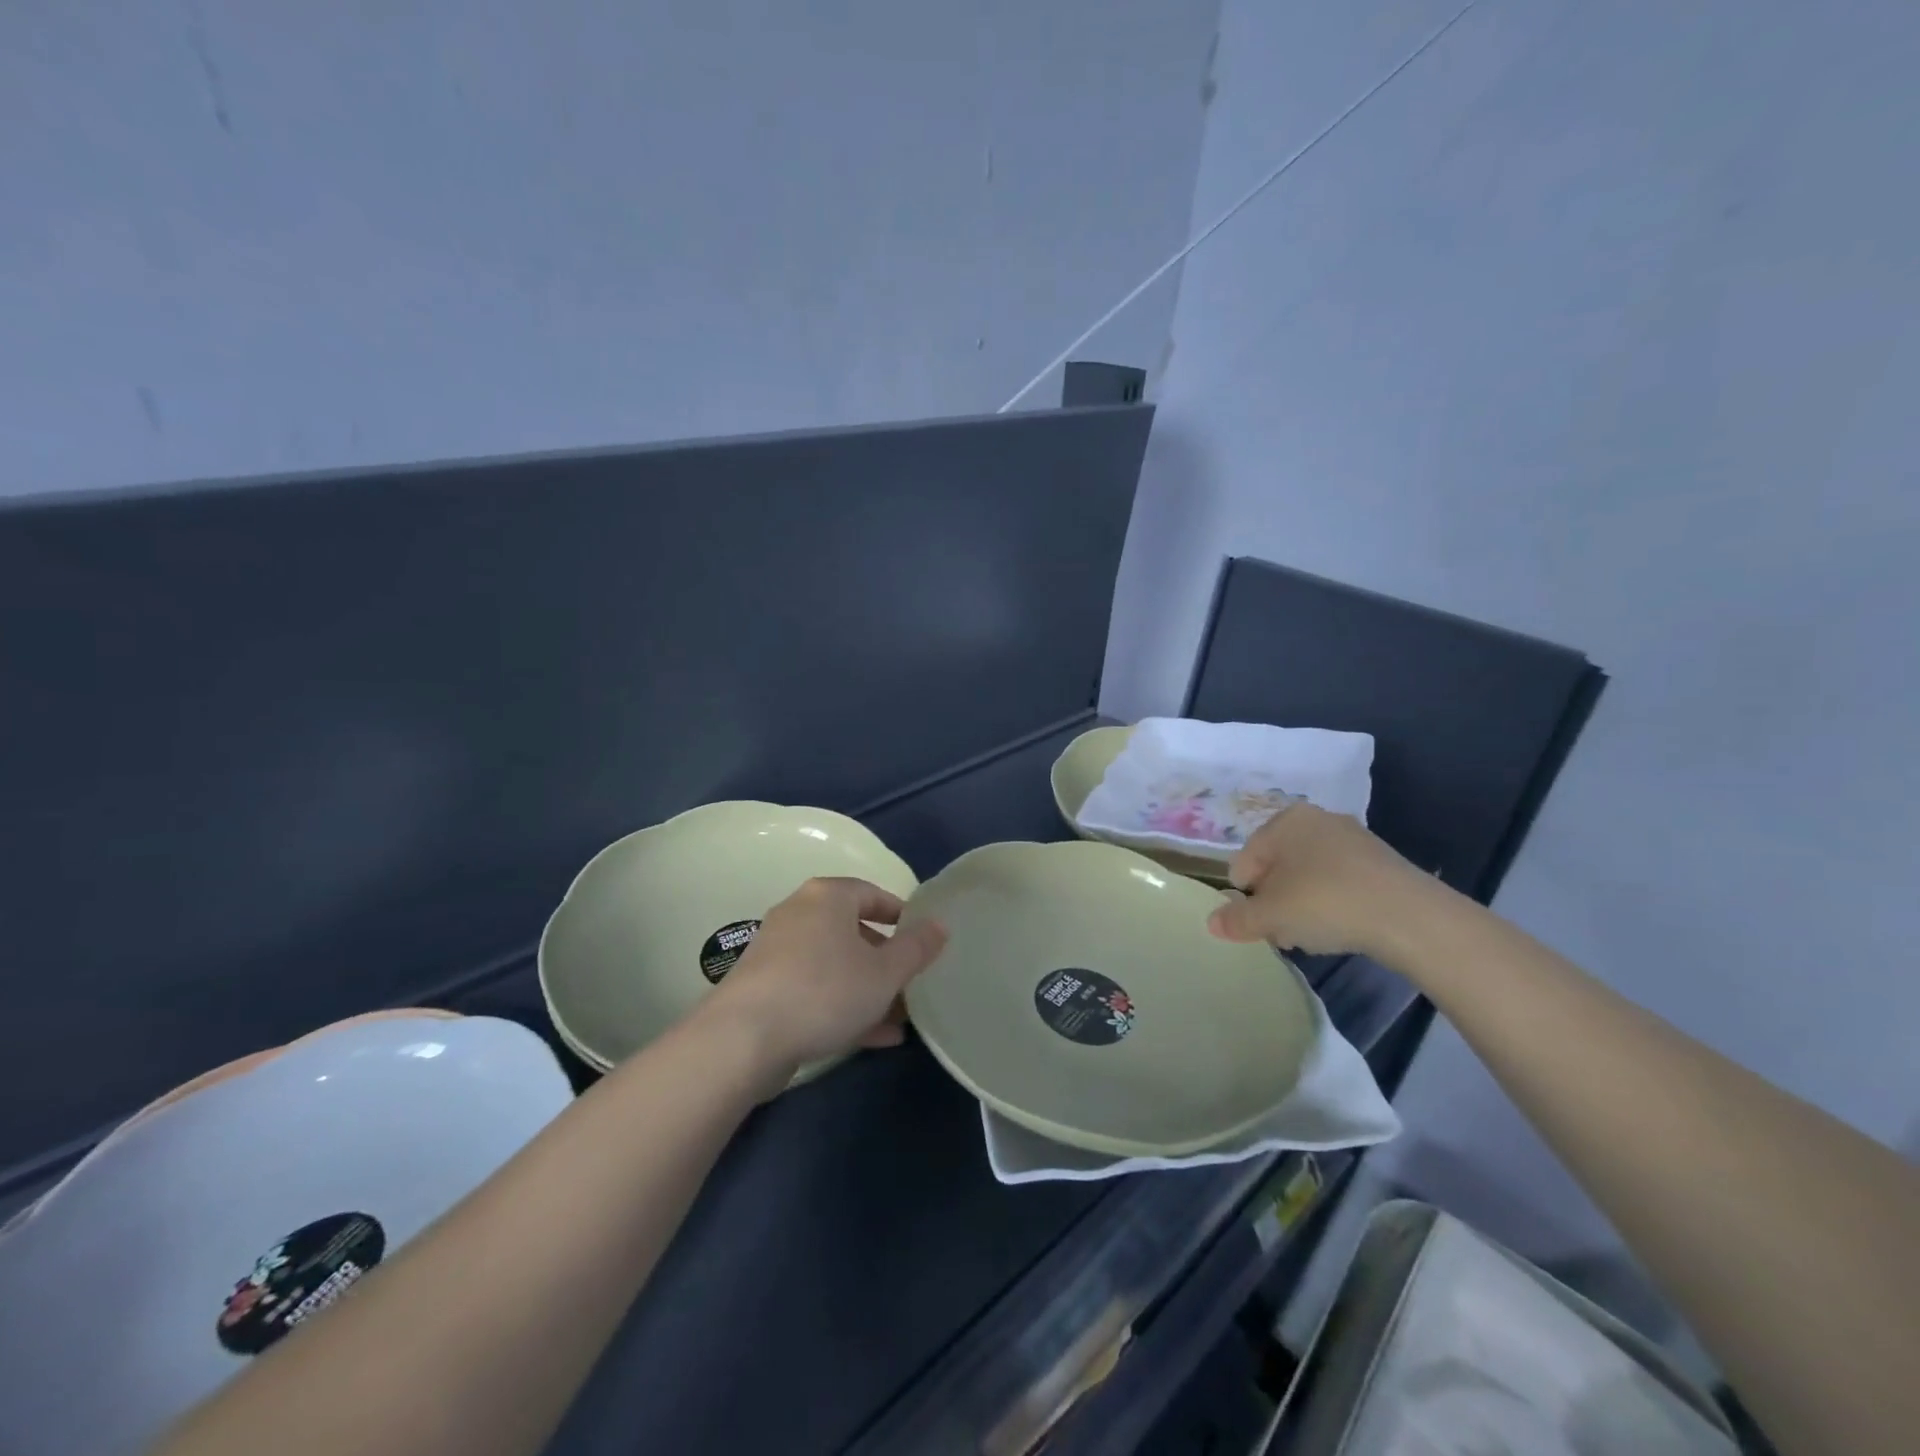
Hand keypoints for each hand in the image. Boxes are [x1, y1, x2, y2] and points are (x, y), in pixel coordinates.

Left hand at [700, 877, 948, 1077]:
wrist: (743, 1038)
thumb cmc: (825, 991)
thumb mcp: (884, 973)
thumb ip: (916, 948)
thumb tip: (940, 925)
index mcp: (828, 897)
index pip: (872, 893)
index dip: (902, 916)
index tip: (922, 940)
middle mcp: (799, 914)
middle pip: (853, 932)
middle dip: (885, 962)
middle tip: (911, 985)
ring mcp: (777, 952)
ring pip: (835, 966)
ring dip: (867, 990)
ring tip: (898, 1021)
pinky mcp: (764, 988)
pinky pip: (814, 989)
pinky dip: (841, 1006)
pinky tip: (872, 1039)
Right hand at [1204, 801, 1443, 958]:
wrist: (1410, 916)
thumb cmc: (1325, 902)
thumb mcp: (1271, 916)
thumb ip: (1237, 919)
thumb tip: (1212, 923)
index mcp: (1285, 821)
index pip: (1246, 860)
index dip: (1245, 895)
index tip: (1259, 923)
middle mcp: (1317, 820)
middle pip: (1278, 866)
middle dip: (1275, 900)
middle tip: (1283, 931)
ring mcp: (1353, 838)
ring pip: (1309, 874)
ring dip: (1302, 904)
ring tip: (1312, 935)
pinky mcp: (1381, 862)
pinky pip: (1340, 881)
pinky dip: (1333, 903)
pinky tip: (1342, 928)